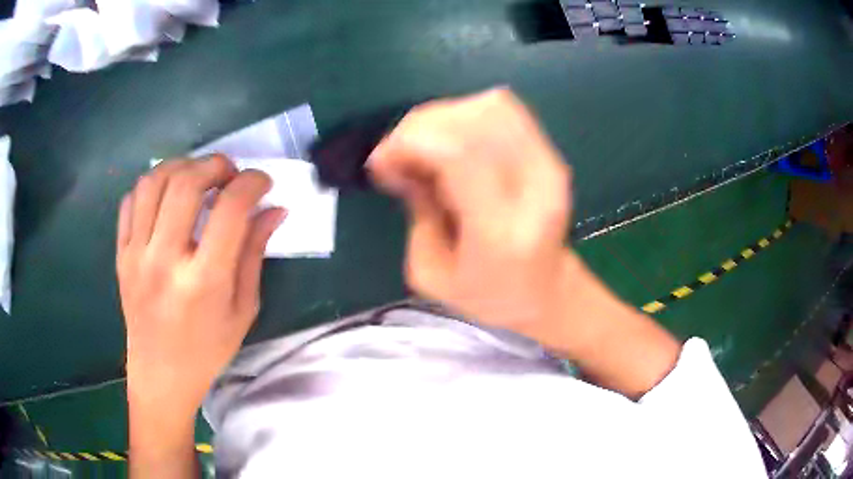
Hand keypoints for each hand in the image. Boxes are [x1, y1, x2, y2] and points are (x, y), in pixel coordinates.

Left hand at [117, 155, 284, 417]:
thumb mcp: (243, 310)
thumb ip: (254, 254)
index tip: (262, 182)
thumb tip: (274, 210)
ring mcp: (136, 255)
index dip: (251, 183)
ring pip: (152, 182)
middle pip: (186, 183)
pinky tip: (166, 196)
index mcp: (203, 281)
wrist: (160, 375)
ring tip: (196, 176)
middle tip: (228, 173)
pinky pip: (130, 201)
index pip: (229, 210)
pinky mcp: (121, 255)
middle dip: (214, 164)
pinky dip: (151, 186)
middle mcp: (165, 261)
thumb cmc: (207, 350)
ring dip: (181, 166)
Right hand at [369, 88, 572, 337]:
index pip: (458, 154)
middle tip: (398, 158)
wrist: (547, 291)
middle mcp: (534, 188)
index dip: (409, 143)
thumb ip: (415, 210)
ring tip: (423, 148)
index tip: (381, 163)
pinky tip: (450, 140)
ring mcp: (549, 165)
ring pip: (488, 106)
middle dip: (418, 129)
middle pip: (472, 120)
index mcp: (501, 231)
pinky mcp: (550, 153)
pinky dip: (465, 114)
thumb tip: (401, 161)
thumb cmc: (488, 296)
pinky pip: (503, 109)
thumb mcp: (431, 273)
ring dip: (441, 118)